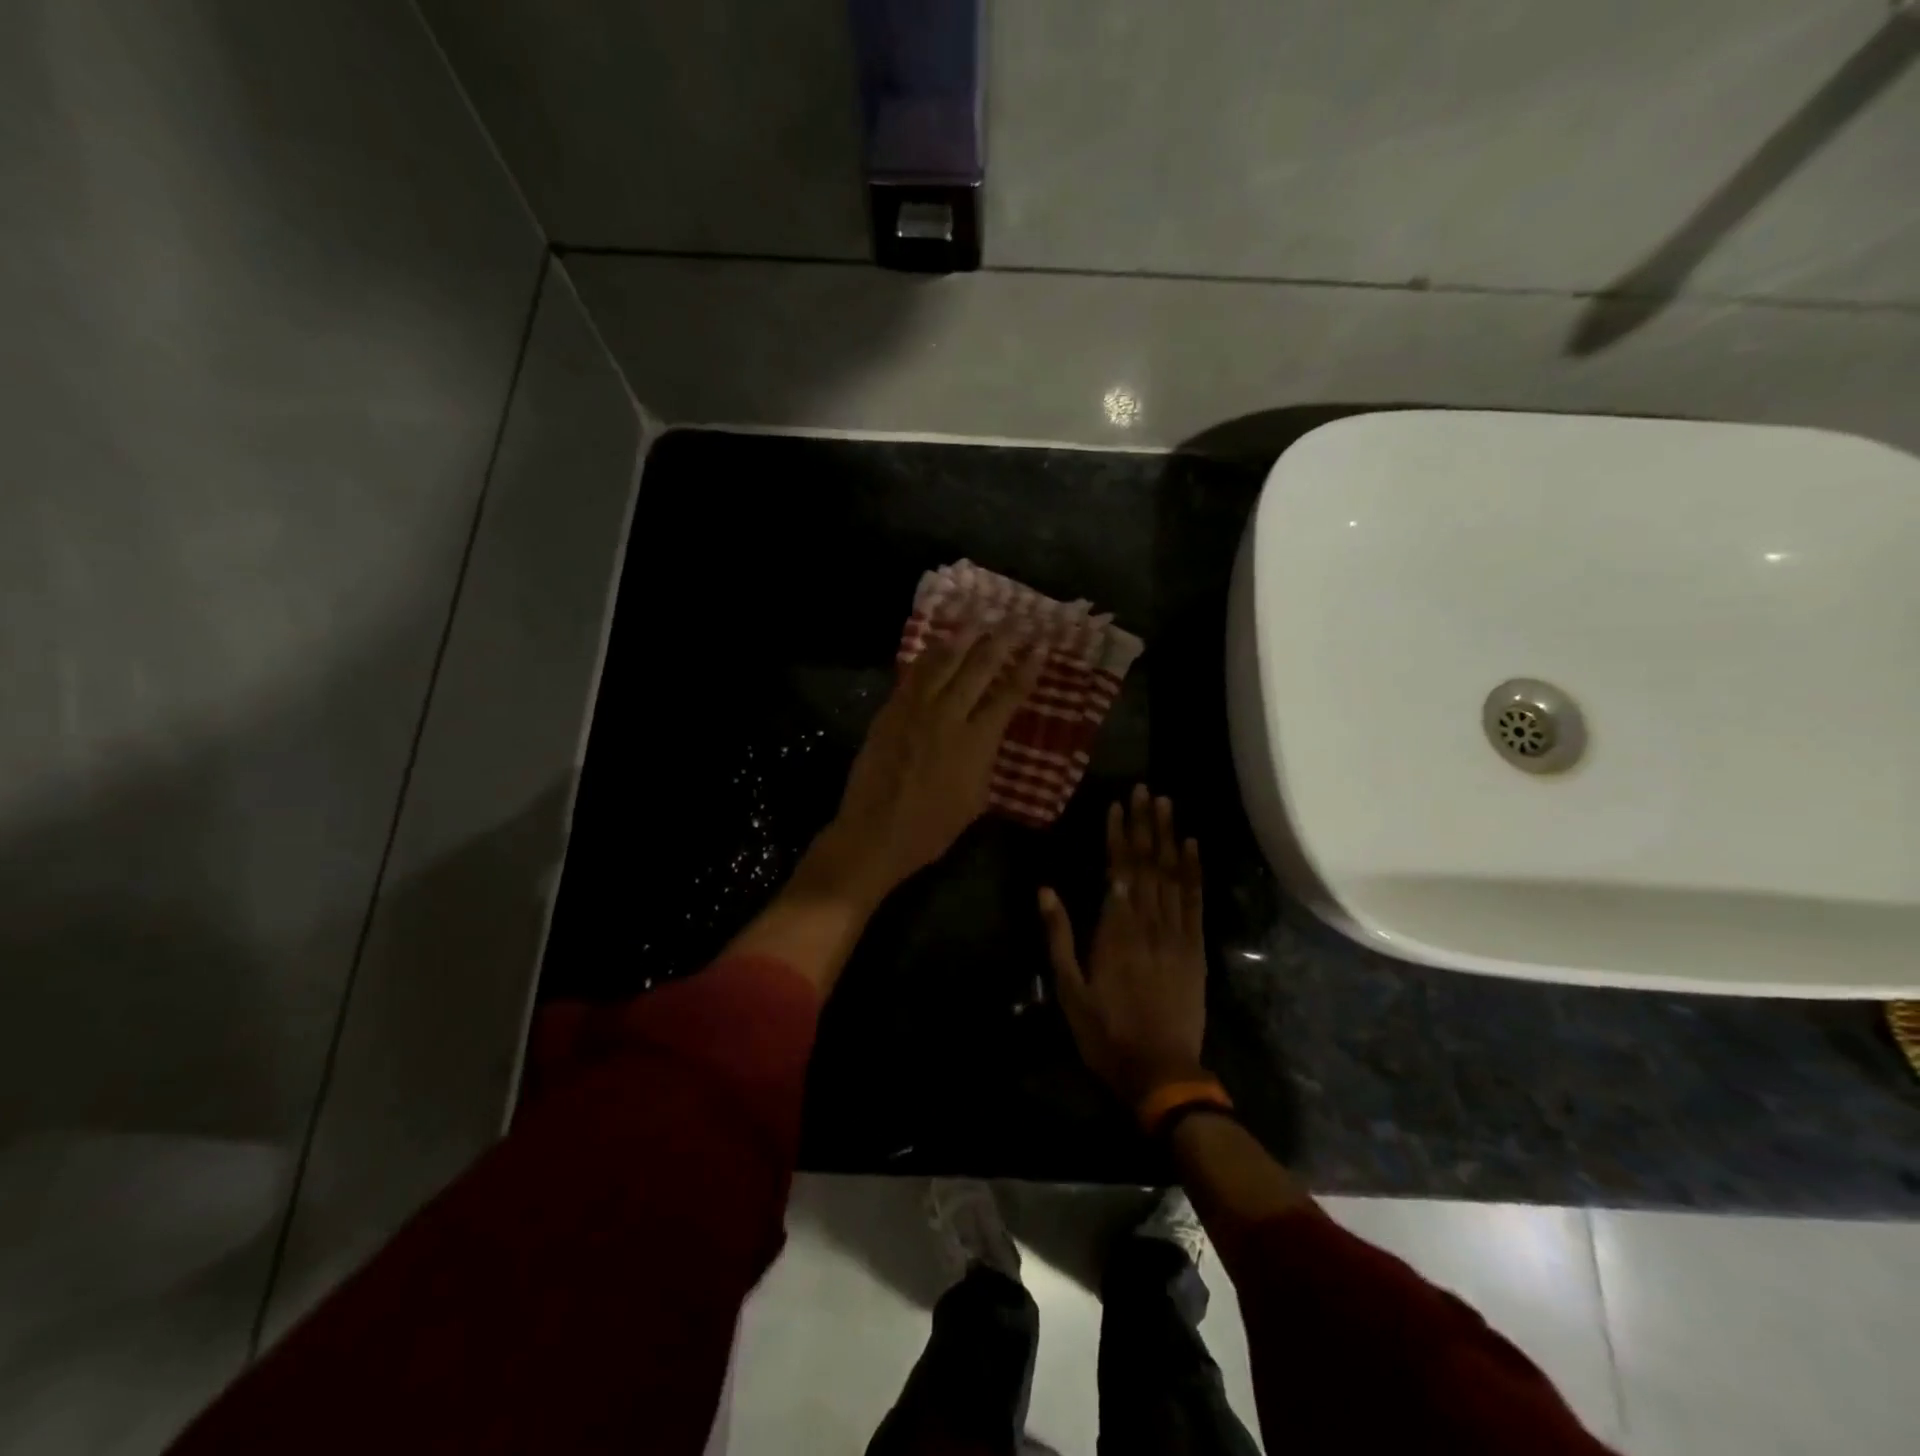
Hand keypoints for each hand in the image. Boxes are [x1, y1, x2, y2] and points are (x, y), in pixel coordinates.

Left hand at [817, 626, 1043, 903]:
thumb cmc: (931, 829)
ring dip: (963, 637)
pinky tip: (937, 644)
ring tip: (978, 617)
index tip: (1041, 646)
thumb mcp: (975, 799)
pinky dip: (929, 655)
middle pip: (978, 668)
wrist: (874, 833)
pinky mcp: (890, 711)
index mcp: (976, 742)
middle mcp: (948, 716)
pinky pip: (913, 674)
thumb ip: (984, 760)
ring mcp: (915, 709)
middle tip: (1016, 618)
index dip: (1027, 669)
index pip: (1008, 696)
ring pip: (943, 662)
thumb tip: (987, 736)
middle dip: (1000, 640)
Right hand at [1039, 786, 1208, 1107]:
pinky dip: (1194, 871)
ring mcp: (1176, 934)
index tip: (1118, 804)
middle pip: (1147, 864)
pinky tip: (1192, 847)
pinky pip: (1195, 901)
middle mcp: (1148, 923)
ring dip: (1169, 837)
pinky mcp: (1195, 949)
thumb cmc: (1106, 1032)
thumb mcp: (1069, 989)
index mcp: (1114, 930)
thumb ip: (1059, 936)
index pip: (1117, 870)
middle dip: (1145, 824)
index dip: (1117, 835)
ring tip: (1167, 804)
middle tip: (1145, 789)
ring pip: (1172, 875)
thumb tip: (1045, 890)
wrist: (1161, 1072)